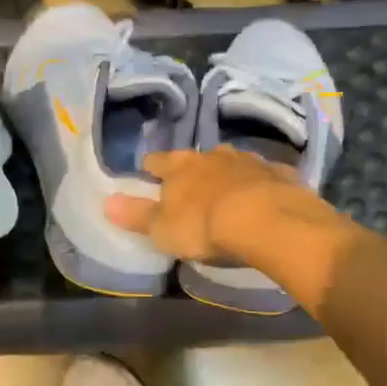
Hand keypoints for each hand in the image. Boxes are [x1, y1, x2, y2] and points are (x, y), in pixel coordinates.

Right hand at [104, 147, 338, 263]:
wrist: (267, 220)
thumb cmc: (204, 226)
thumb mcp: (163, 229)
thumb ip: (137, 215)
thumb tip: (106, 202)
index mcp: (180, 167)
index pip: (157, 161)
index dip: (151, 167)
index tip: (147, 172)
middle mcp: (213, 156)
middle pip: (197, 158)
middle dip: (193, 169)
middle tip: (191, 185)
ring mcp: (249, 161)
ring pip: (232, 162)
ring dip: (227, 173)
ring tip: (227, 190)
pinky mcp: (280, 174)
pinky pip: (265, 175)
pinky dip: (260, 184)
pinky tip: (263, 197)